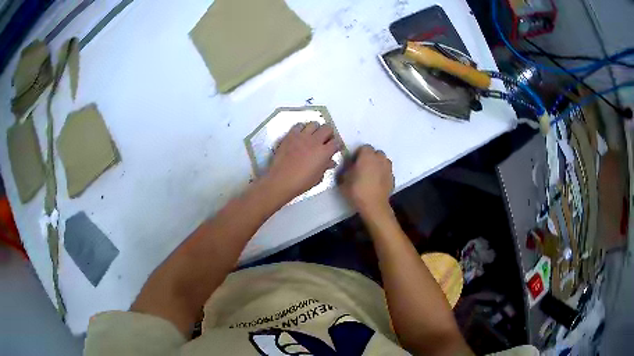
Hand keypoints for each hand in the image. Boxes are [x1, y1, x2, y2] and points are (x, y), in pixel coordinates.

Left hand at [265, 122, 339, 201]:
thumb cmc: (302, 182)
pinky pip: (299, 125)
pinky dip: (302, 128)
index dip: (337, 145)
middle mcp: (315, 140)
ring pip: (314, 124)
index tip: (335, 148)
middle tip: (325, 140)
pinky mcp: (290, 135)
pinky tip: (301, 135)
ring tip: (313, 135)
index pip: (336, 142)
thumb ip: (326, 166)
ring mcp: (302, 136)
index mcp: (324, 152)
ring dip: (316, 129)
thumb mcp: (318, 177)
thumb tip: (331, 161)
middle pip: (327, 128)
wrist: (281, 180)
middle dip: (329, 133)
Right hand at [339, 145, 393, 217]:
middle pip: (375, 153)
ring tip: (370, 175)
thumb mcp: (343, 179)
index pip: (363, 148)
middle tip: (362, 168)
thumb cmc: (357, 190)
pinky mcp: (392, 177)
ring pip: (383, 161)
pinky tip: (376, 183)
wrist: (374, 205)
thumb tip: (347, 165)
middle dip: (369, 158)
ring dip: (377, 165)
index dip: (358, 154)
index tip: (353, 163)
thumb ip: (345, 169)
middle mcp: (380, 158)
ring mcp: (388, 168)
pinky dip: (382, 174)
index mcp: (367, 155)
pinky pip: (386, 171)